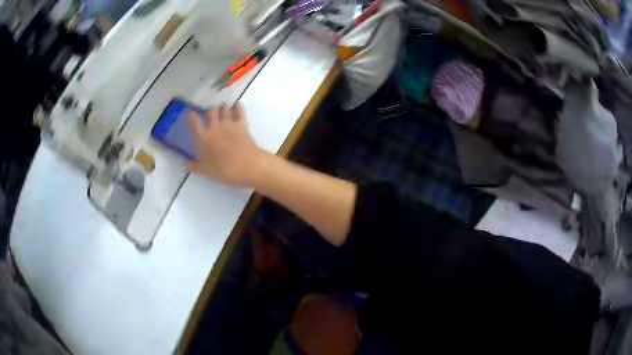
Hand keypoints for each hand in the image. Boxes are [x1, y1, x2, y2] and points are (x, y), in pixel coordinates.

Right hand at [188, 102, 263, 185]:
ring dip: (222, 108)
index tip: (190, 113)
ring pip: (224, 109)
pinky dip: (237, 106)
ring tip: (222, 109)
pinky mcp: (242, 124)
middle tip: (209, 114)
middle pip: (210, 111)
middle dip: (209, 111)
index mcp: (203, 138)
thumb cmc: (223, 169)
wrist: (246, 165)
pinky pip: (239, 111)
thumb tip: (188, 165)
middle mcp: (215, 127)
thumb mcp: (206, 171)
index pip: (194, 122)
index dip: (191, 116)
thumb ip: (196, 167)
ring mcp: (229, 124)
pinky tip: (236, 105)